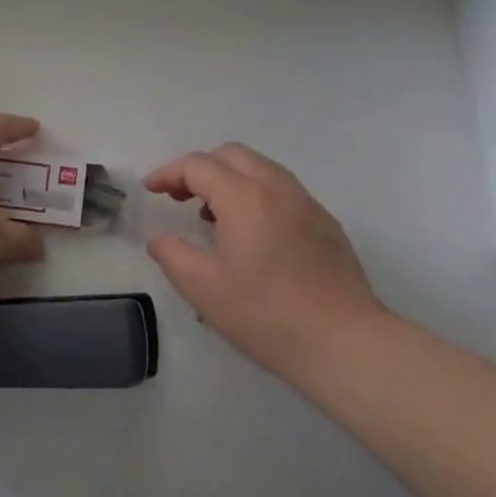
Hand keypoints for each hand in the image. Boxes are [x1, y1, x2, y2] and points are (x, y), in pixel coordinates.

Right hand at [144, 143, 386, 379]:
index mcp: (245, 196)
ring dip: (228, 178)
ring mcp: (305, 201)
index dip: (168, 173)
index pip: (197, 166)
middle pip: (230, 154)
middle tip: (179, 197)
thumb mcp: (204, 289)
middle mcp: (276, 187)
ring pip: (259, 167)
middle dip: (199, 168)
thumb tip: (160, 238)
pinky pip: (281, 188)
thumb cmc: (267, 315)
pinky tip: (250, 232)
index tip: (151, 191)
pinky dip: (255, 192)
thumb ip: (172, 255)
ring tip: (212, 215)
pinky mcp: (324, 220)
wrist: (344, 341)